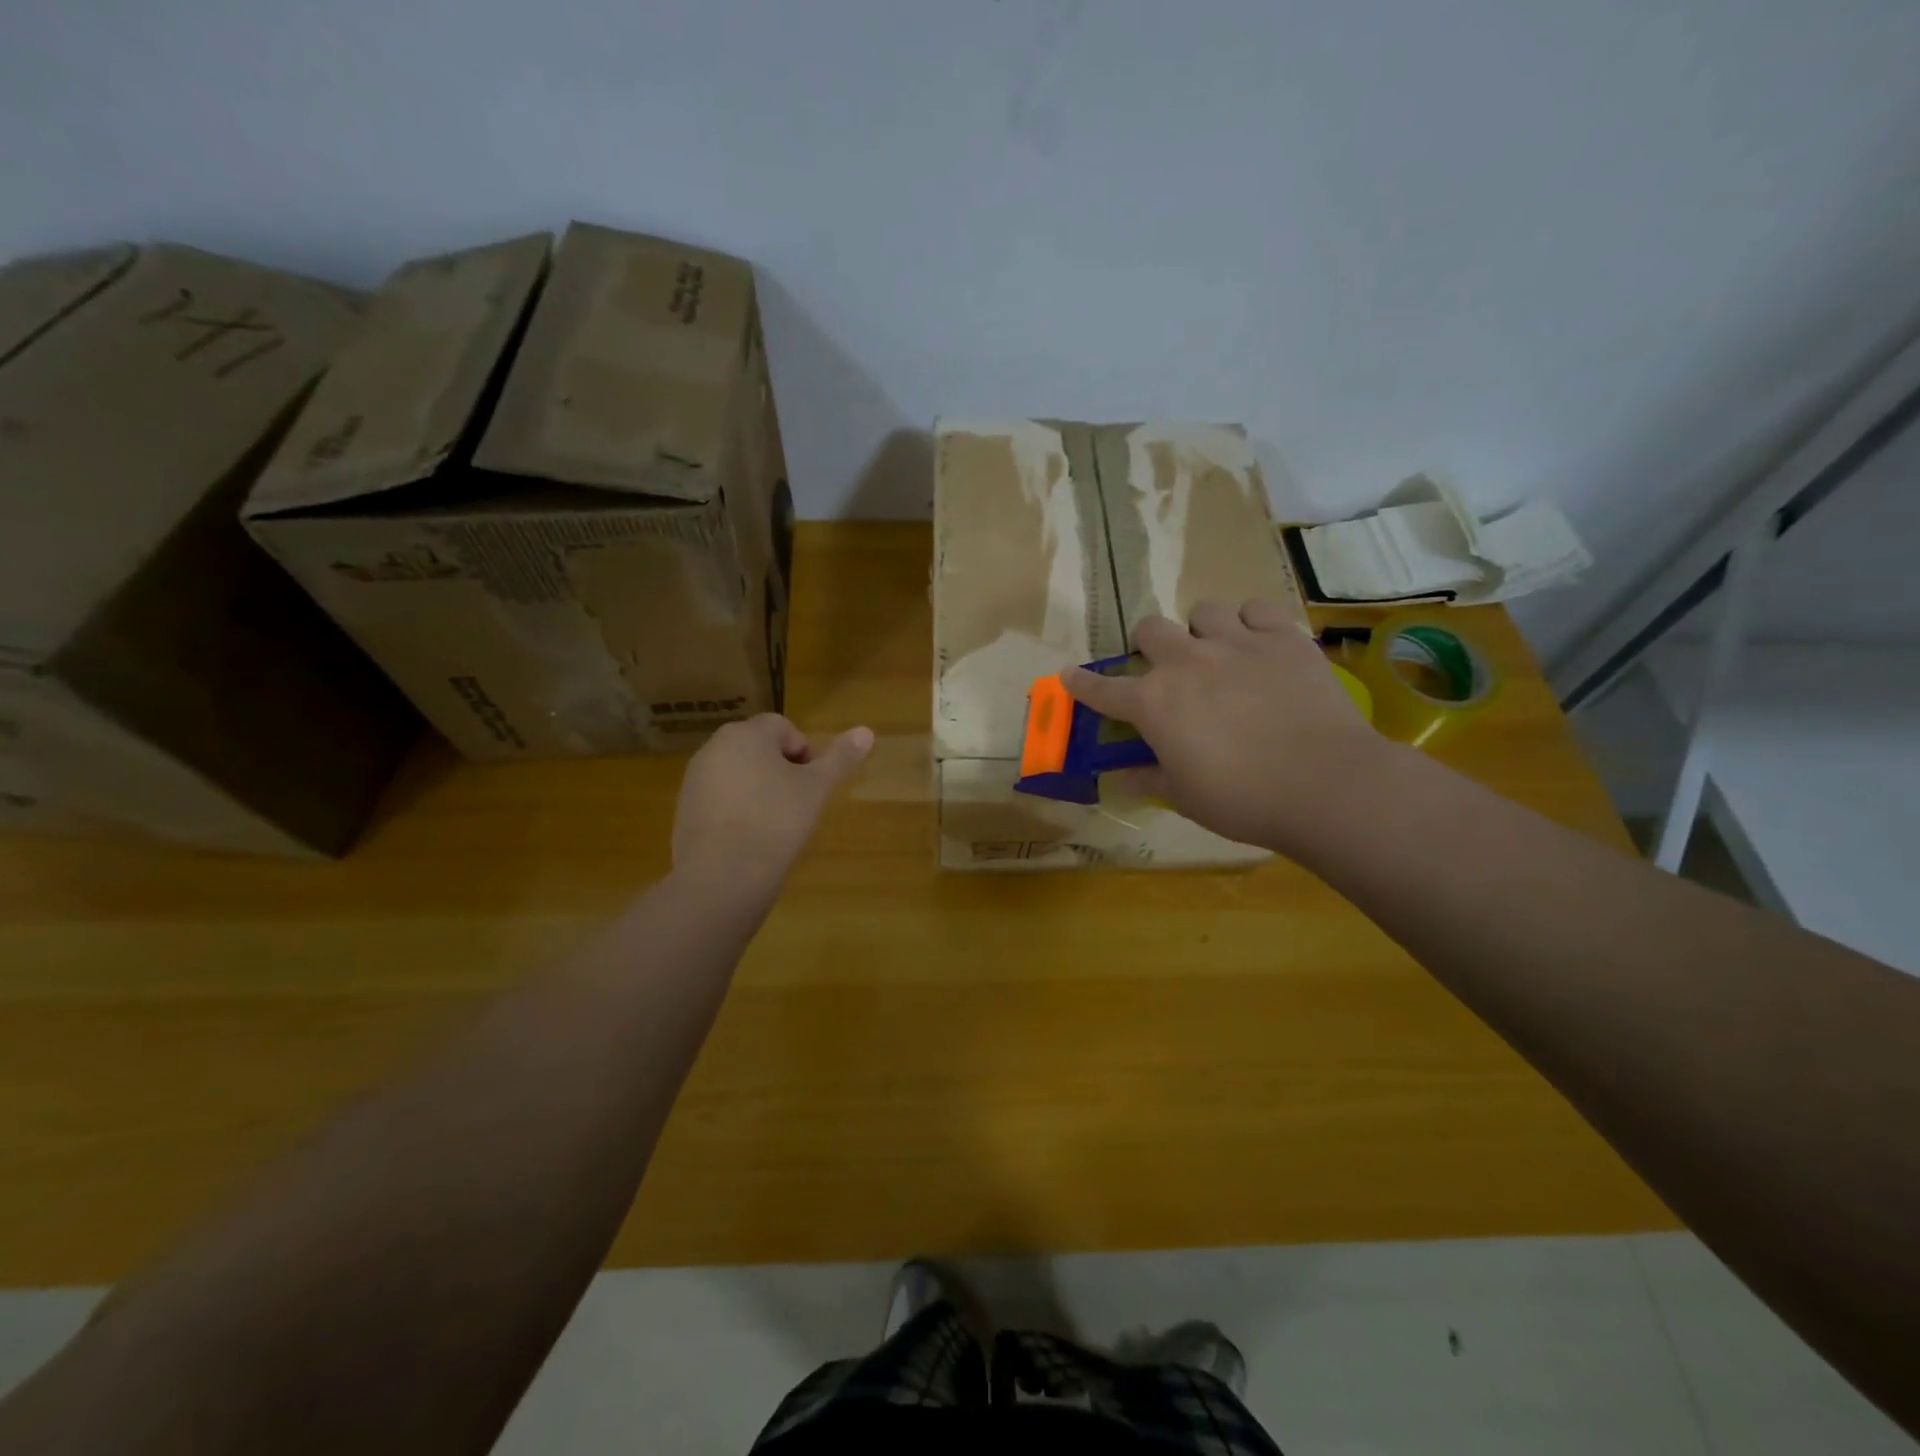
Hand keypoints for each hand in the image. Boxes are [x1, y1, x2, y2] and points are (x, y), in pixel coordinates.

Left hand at [672, 715, 873, 889]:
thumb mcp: (816, 789)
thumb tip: (867, 731)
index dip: (804, 751)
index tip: (812, 784)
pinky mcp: (684, 808)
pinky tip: (749, 837)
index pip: (782, 726)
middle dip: (781, 768)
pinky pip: (719, 796)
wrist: (722, 876)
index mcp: (746, 734)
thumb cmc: (776, 822)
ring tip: (775, 822)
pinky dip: (737, 808)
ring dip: (759, 787)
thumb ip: (841, 758)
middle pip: (757, 747)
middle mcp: (714, 747)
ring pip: (738, 772)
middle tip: (798, 801)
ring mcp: (694, 778)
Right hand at [1062, 599, 1396, 854]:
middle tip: (1163, 666)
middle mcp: (1187, 662)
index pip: (1103, 690)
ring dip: (1201, 629)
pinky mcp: (1284, 638)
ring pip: (1203, 610)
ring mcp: (1237, 644)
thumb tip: (1122, 778)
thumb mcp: (1185, 798)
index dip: (1082, 684)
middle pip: (1150, 630)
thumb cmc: (1243, 799)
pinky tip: (1258, 643)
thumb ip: (1149, 780)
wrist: (1325, 783)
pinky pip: (1258, 608)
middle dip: (1147, 644)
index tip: (1069, 675)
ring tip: (1215, 650)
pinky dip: (1251, 622)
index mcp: (1154, 704)